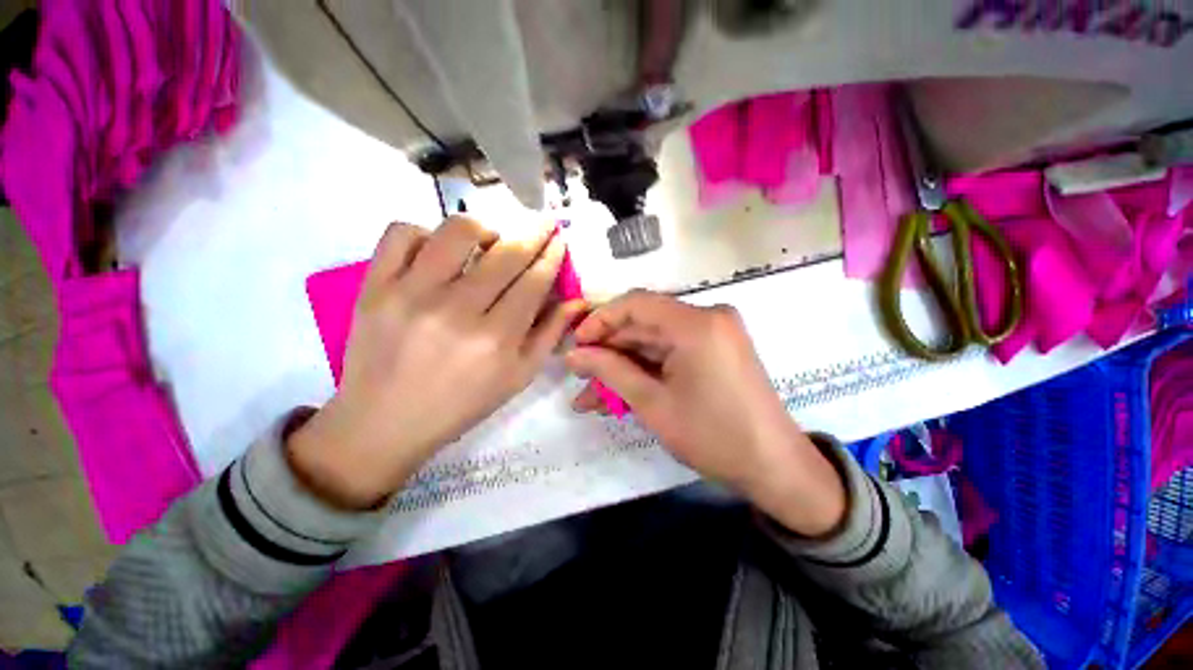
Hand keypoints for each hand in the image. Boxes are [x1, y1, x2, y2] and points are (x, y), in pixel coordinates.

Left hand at [288, 216, 585, 508]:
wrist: (384, 422)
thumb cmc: (461, 404)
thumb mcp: (518, 377)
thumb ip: (550, 335)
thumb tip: (576, 301)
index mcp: (496, 339)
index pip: (534, 281)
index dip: (552, 255)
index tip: (559, 238)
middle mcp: (456, 311)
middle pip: (506, 254)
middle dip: (534, 233)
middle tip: (544, 224)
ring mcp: (410, 294)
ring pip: (457, 232)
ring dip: (485, 228)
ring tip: (490, 241)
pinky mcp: (375, 285)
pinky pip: (401, 233)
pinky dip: (426, 231)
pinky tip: (439, 251)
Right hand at [565, 291, 845, 536]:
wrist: (775, 468)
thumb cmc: (713, 436)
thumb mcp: (653, 404)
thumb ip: (610, 371)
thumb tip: (573, 355)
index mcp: (696, 323)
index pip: (635, 303)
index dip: (600, 320)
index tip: (576, 345)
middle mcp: (708, 317)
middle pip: (644, 324)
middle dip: (608, 351)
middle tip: (579, 377)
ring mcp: (715, 332)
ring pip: (654, 342)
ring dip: (624, 366)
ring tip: (591, 395)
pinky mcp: (716, 349)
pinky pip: (671, 352)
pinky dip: (647, 370)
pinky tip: (621, 392)